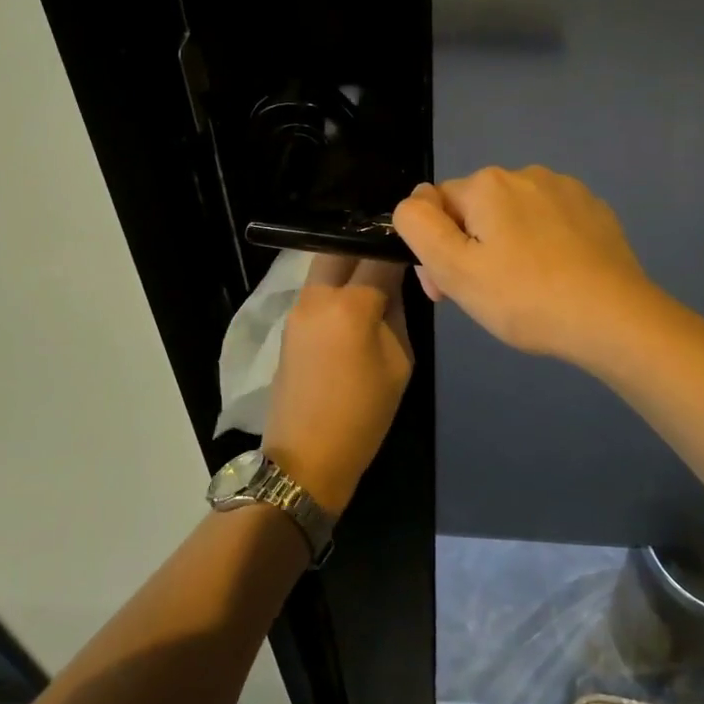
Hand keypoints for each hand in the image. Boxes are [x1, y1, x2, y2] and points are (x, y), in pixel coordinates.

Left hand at [261, 255, 412, 518]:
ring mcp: (297, 308)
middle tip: (392, 255)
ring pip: (324, 265)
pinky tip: (355, 301)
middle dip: (367, 245)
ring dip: (349, 262)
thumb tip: (393, 285)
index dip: (398, 245)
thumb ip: (396, 313)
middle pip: (341, 247)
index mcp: (351, 305)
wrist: (305, 458)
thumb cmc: (364, 415)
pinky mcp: (288, 324)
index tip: (415, 245)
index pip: (378, 255)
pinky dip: (336, 283)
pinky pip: (315, 289)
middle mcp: (317, 296)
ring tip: (376, 277)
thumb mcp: (399, 362)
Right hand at [392, 166, 661, 367]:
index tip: (447, 291)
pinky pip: (551, 222)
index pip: (437, 207)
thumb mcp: (454, 269)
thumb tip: (414, 202)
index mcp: (488, 184)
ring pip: (514, 216)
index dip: (434, 249)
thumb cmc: (525, 298)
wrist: (613, 318)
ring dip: (507, 245)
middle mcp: (526, 173)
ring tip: (524, 289)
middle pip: (476, 210)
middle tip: (486, 296)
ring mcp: (566, 189)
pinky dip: (544, 245)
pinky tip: (556, 278)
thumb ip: (418, 226)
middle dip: (471, 248)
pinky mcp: (594, 210)